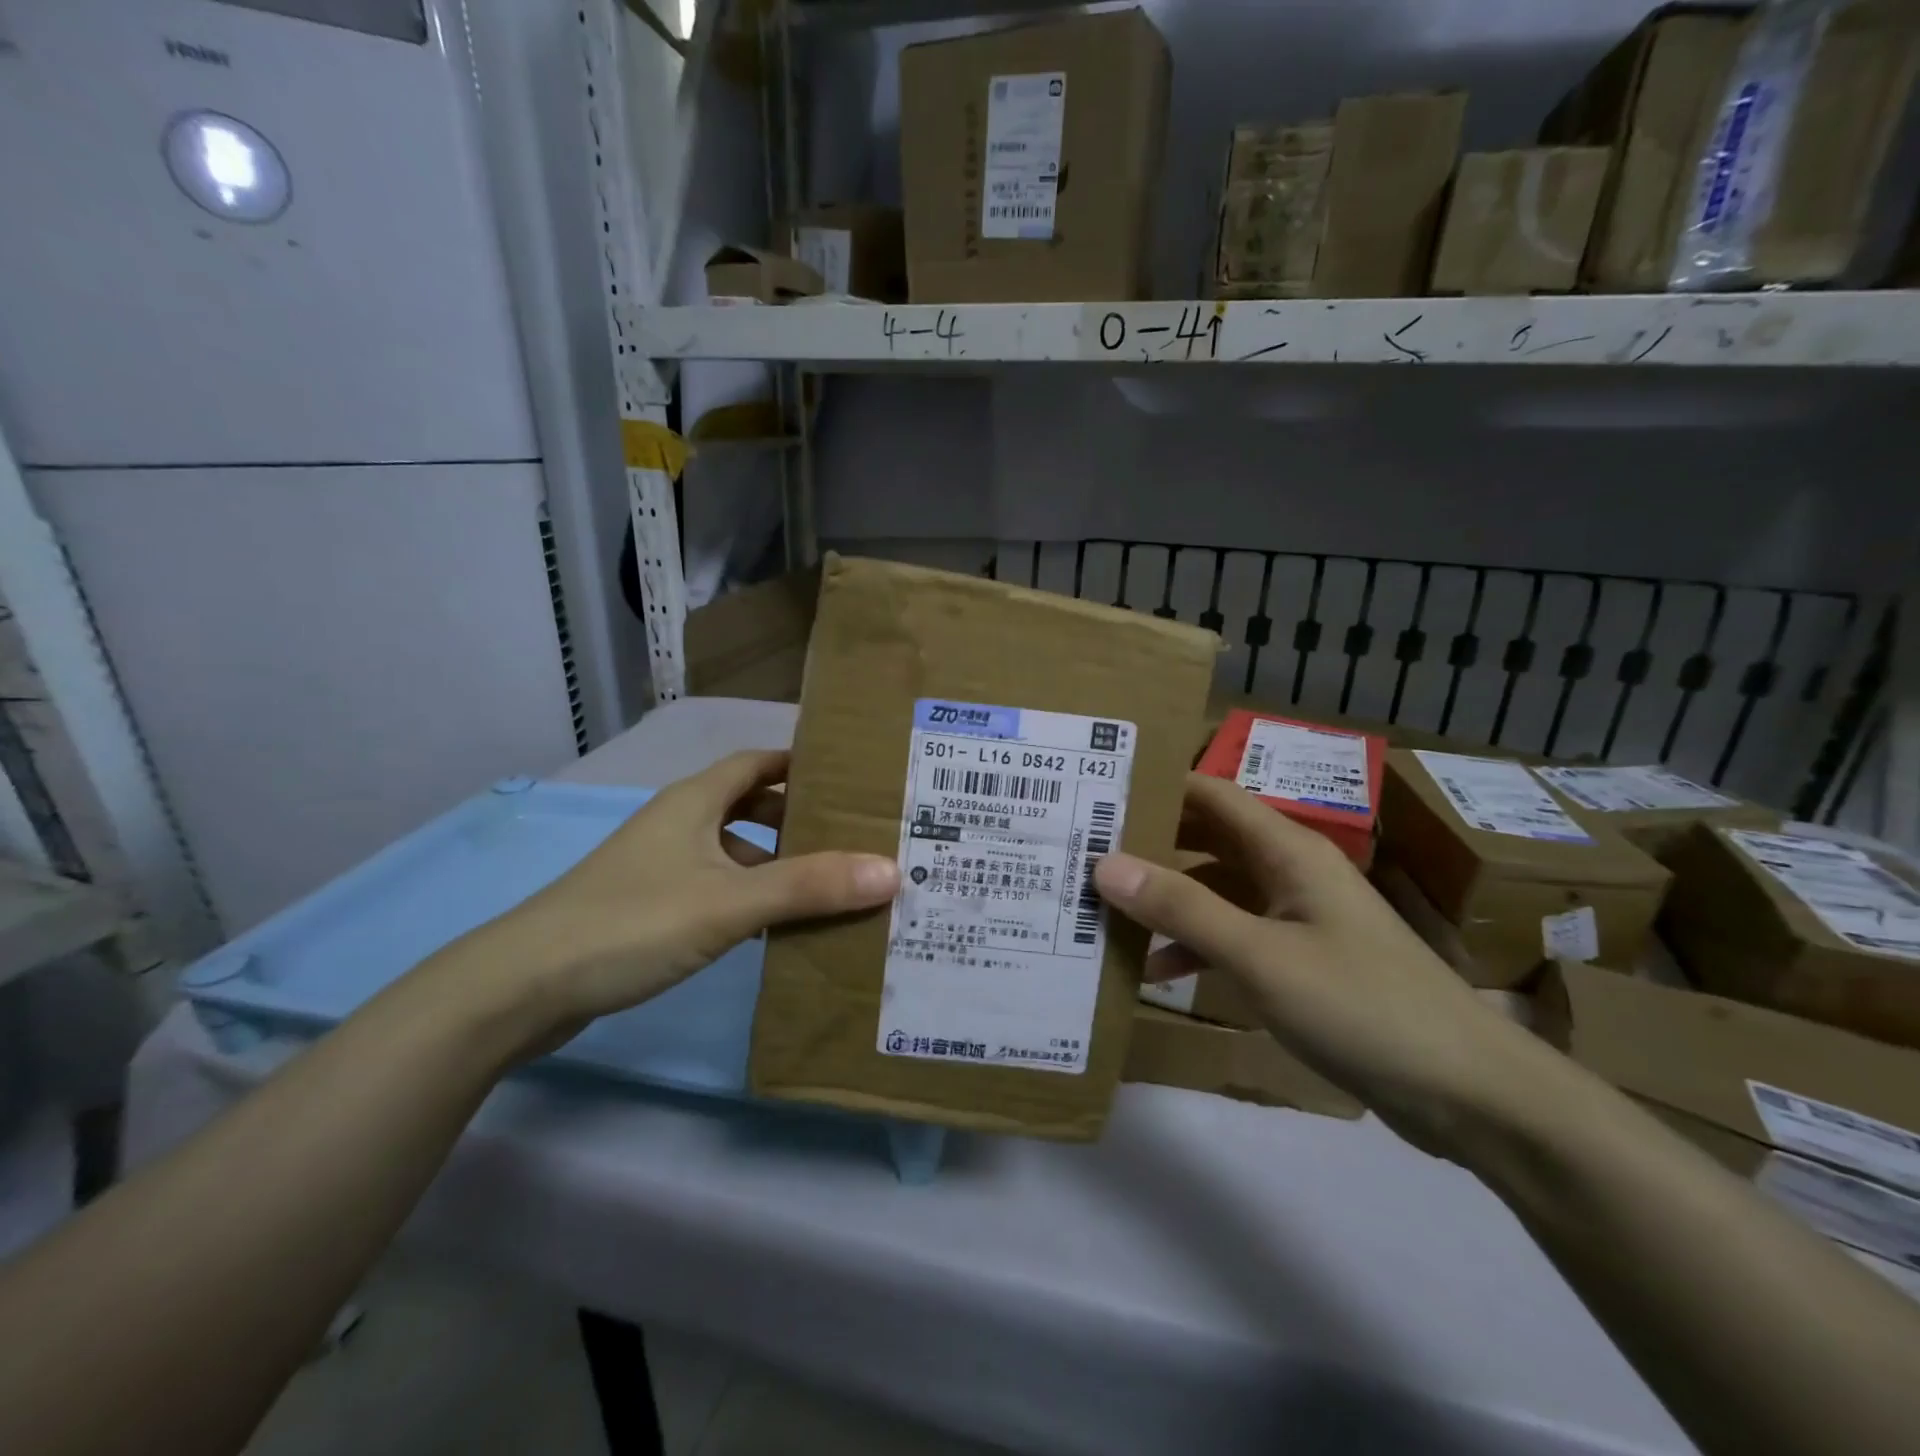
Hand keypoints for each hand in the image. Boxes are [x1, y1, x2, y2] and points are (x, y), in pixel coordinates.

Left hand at [475, 751, 897, 1035]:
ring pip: (731, 850)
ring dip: (774, 861)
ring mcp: (659, 865)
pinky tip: (773, 928)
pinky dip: (748, 896)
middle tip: (852, 835)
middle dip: (797, 817)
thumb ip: (809, 887)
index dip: (801, 764)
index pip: (758, 762)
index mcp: (695, 801)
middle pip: (748, 805)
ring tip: (826, 884)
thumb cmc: (631, 923)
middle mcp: (678, 823)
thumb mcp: (730, 903)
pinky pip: (714, 886)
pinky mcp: (647, 906)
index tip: (850, 778)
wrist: (522, 987)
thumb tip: (891, 870)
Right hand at [1094, 775, 1557, 1152]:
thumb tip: (1105, 863)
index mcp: (1288, 851)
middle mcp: (1290, 872)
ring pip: (1216, 891)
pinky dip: (1194, 946)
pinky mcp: (1301, 961)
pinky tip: (1156, 973)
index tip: (1095, 794)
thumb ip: (1182, 908)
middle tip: (1083, 853)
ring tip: (1104, 913)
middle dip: (1149, 845)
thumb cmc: (1362, 1006)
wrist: (1468, 1092)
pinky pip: (1233, 936)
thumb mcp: (1259, 956)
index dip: (1156, 787)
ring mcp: (1297, 917)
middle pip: (1207, 840)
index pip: (1210, 794)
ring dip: (1166, 901)